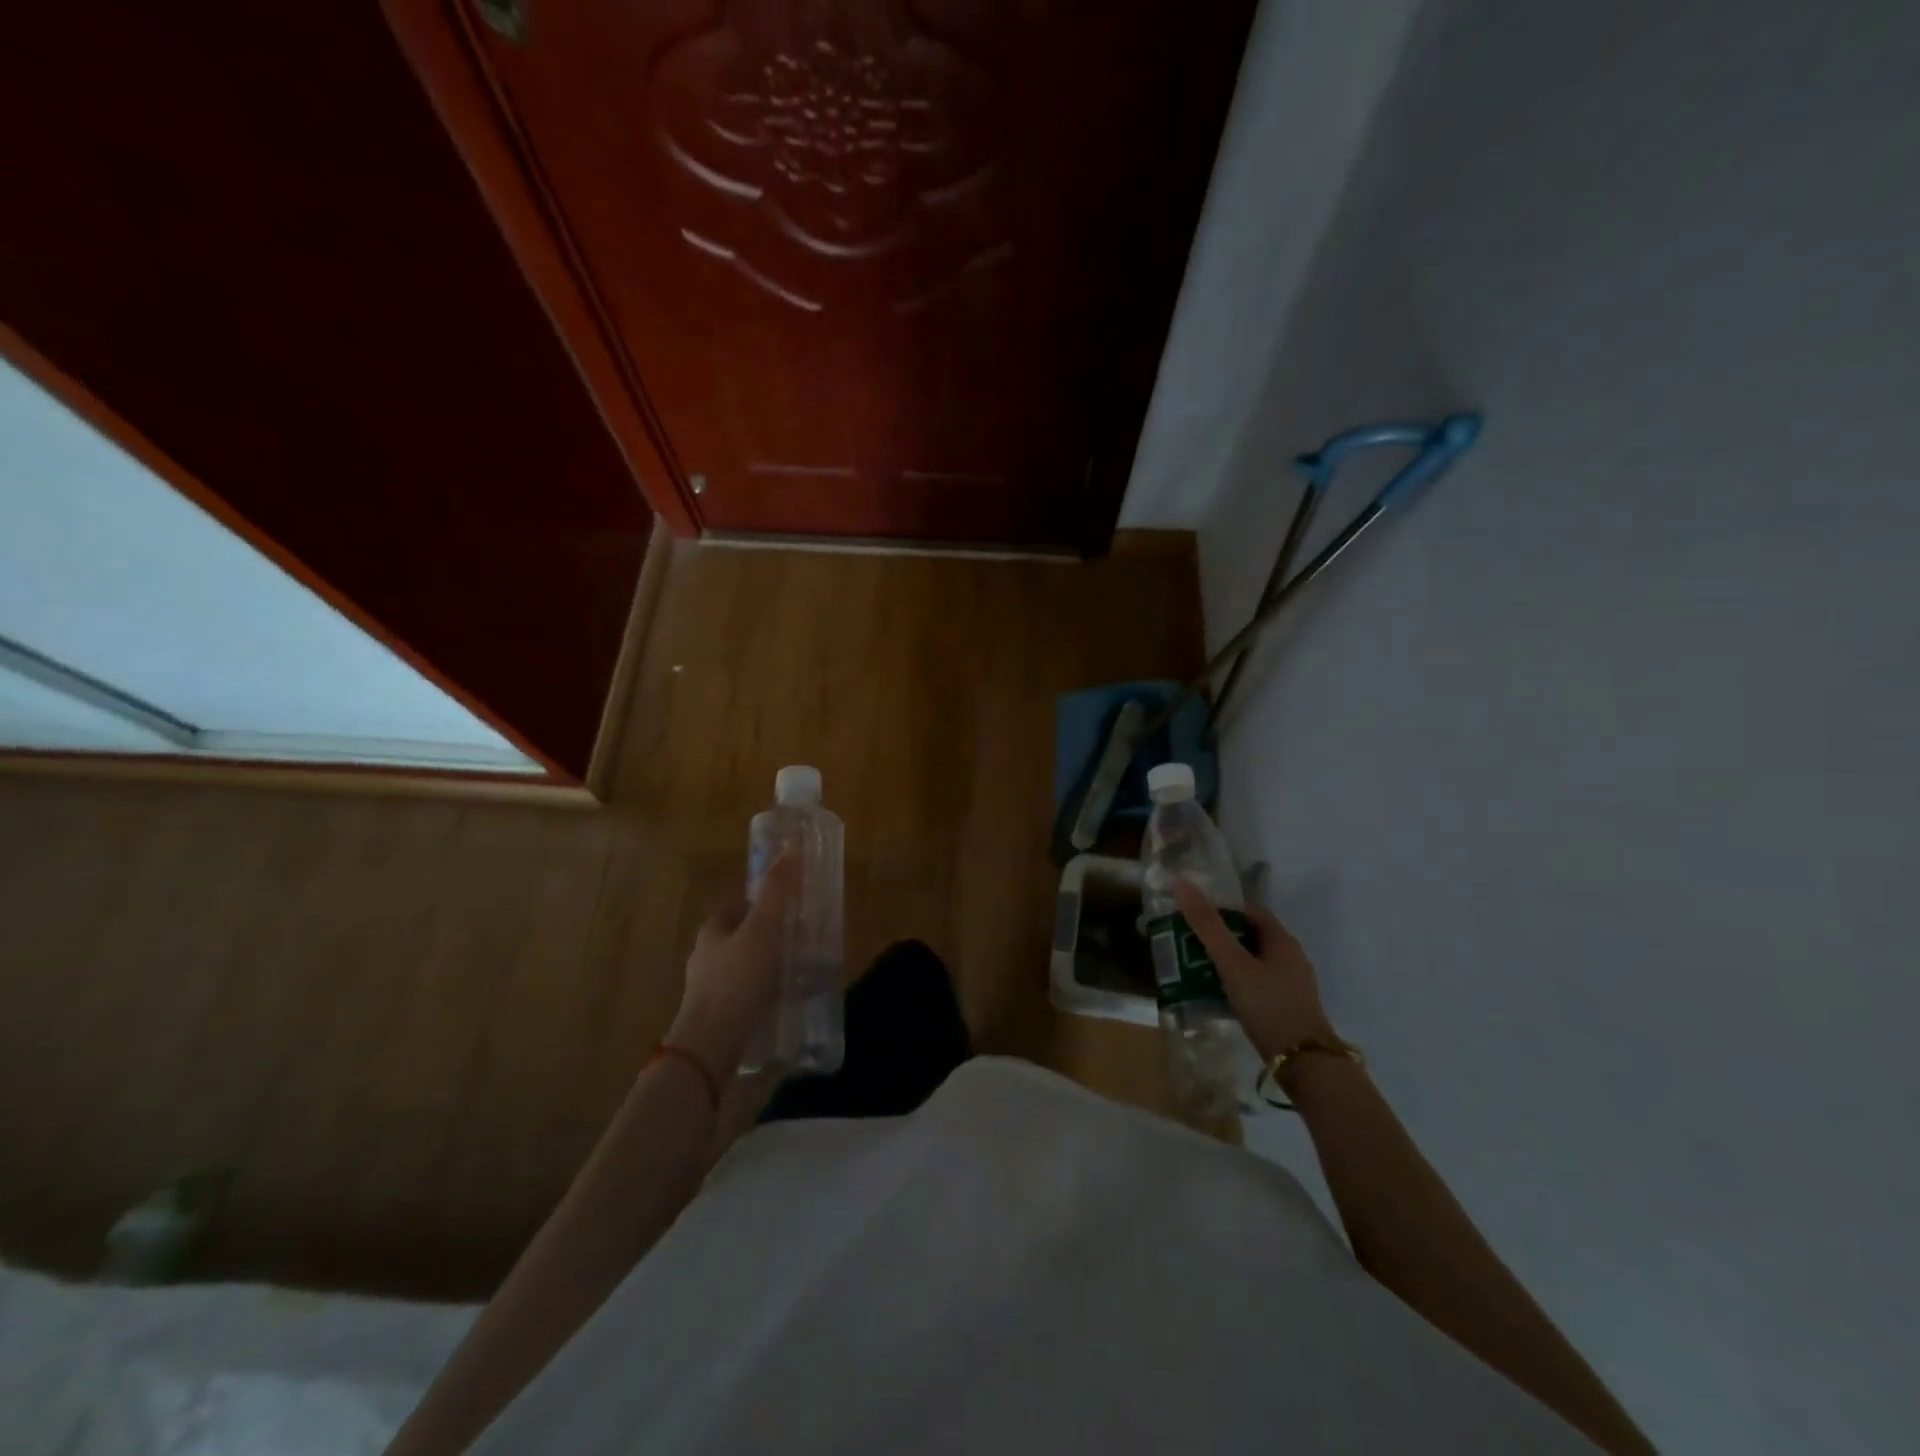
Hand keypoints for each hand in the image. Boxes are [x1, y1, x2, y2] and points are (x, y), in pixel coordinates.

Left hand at [667, 855, 798, 1077]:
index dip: (761, 902)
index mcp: (712, 930)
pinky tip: (791, 998)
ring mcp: (711, 988)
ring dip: (772, 964)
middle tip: (801, 936)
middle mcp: (707, 956)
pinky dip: (769, 990)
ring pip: (747, 965)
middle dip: (770, 934)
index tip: (788, 906)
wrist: (711, 1044)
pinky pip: (749, 993)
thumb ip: (776, 893)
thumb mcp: (762, 930)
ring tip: (803, 968)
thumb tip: (789, 851)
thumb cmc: (737, 979)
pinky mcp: (720, 1014)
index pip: (736, 906)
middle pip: (742, 936)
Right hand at [1172, 877, 1334, 1061]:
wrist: (1305, 1064)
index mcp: (1282, 940)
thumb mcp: (1233, 963)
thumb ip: (1207, 926)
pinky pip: (1255, 985)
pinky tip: (1216, 996)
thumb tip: (1182, 882)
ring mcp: (1291, 985)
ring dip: (1225, 962)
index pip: (1249, 912)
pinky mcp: (1286, 1008)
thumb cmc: (1269, 1005)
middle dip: (1219, 937)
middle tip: (1187, 943)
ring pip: (1251, 963)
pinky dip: (1234, 984)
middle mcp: (1290, 958)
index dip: (1221, 909)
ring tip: (1195, 969)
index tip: (1192, 917)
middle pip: (1249, 937)